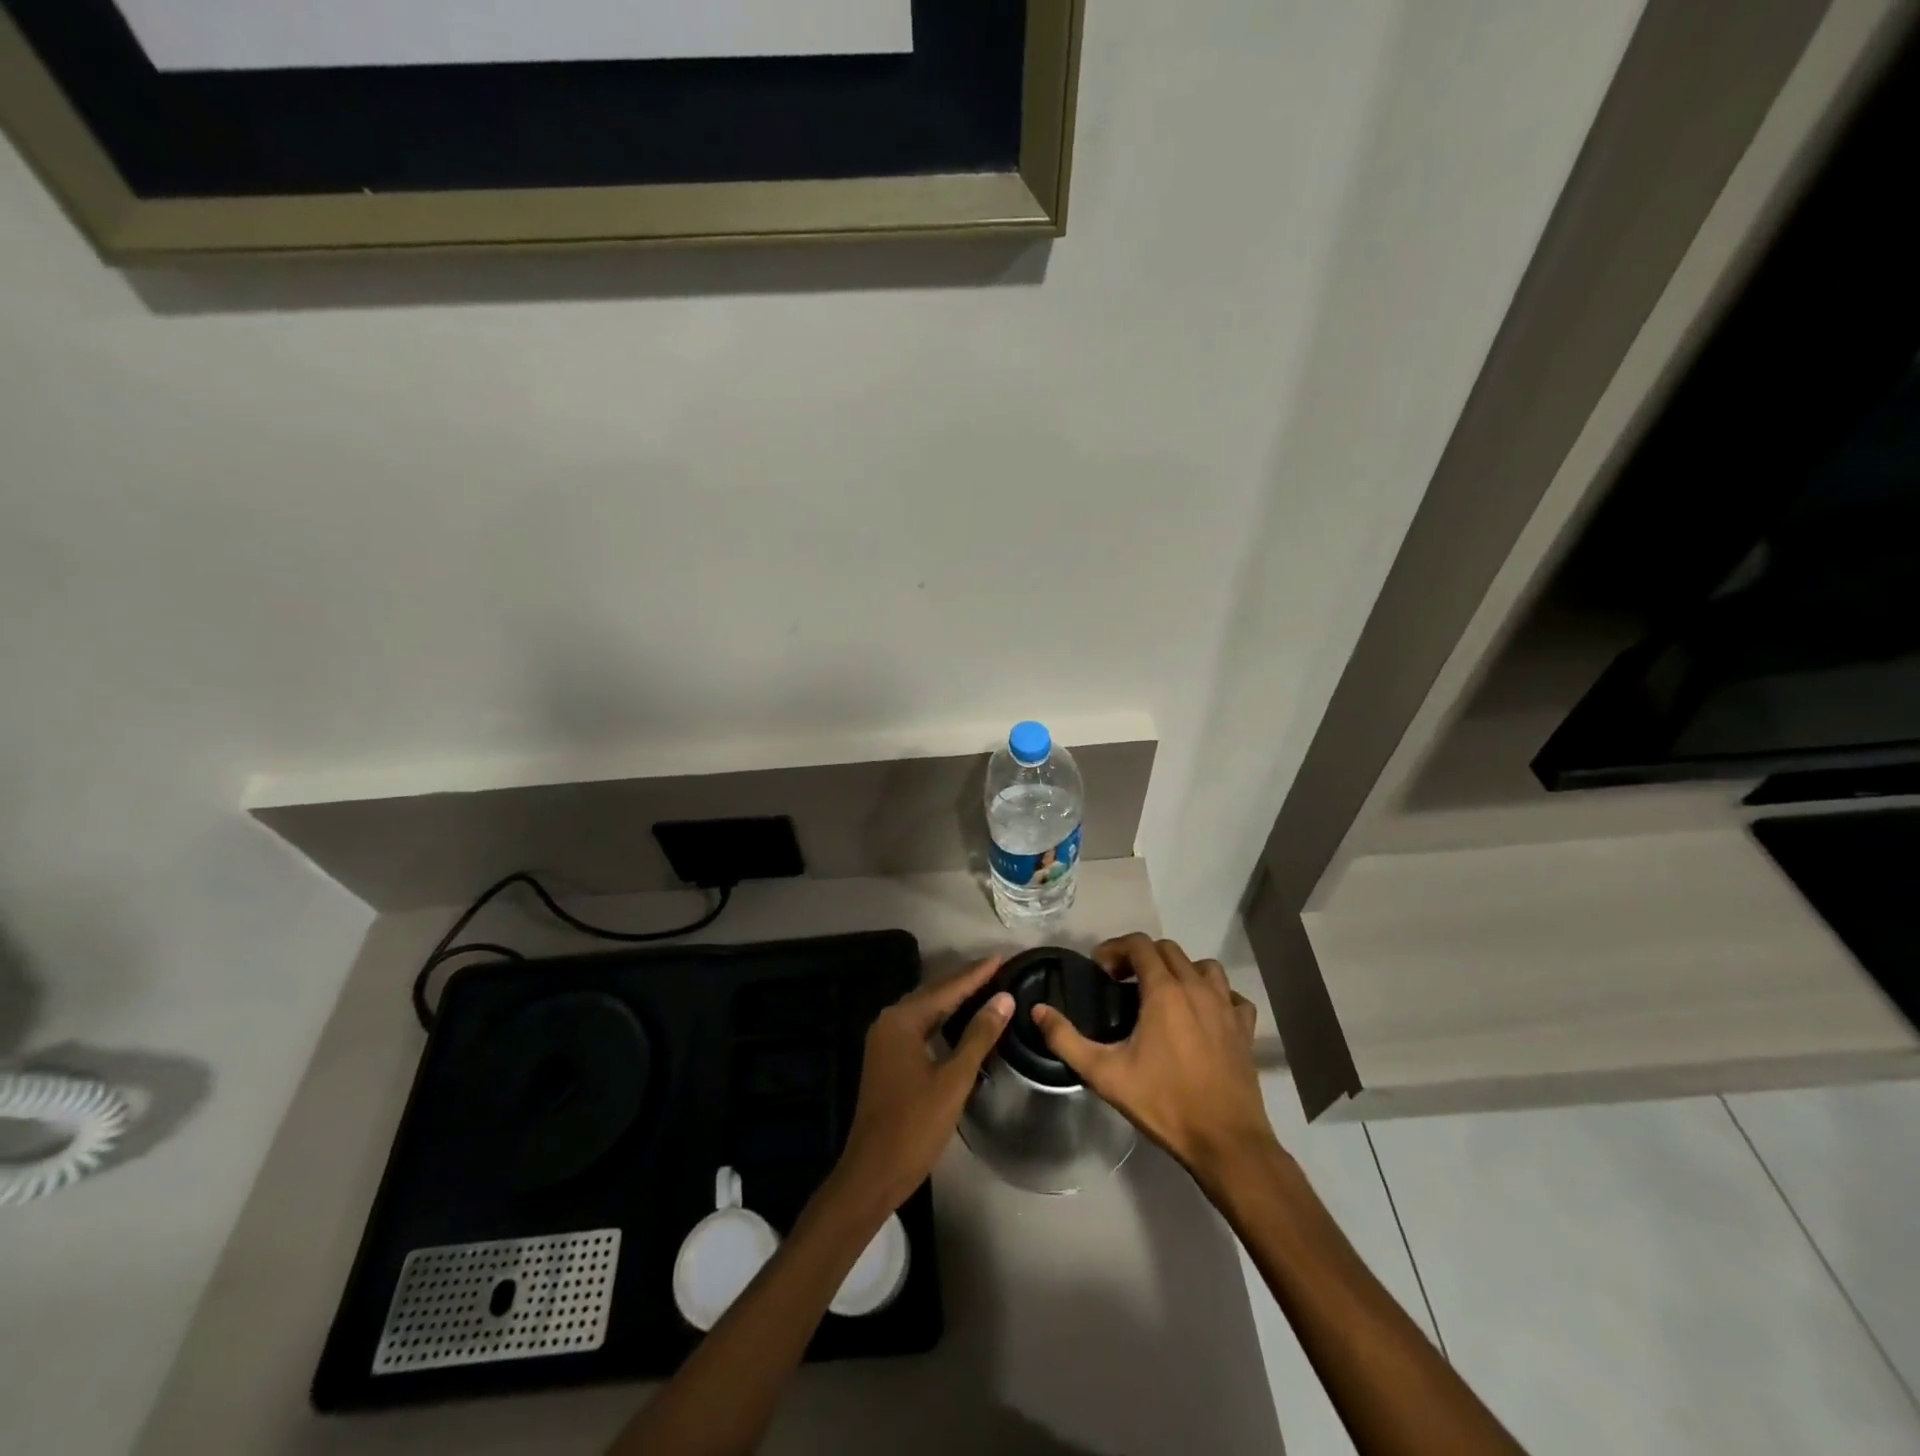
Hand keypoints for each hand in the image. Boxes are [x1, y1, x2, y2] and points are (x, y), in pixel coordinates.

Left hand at [828, 956, 1012, 1220]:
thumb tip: (1004, 999)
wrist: (874, 1172)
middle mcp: (889, 1022)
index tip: (1001, 958)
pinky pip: (920, 1027)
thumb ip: (979, 1035)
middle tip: (997, 970)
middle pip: (933, 994)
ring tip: (986, 988)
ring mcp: (885, 1041)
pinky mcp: (888, 1059)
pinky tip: (961, 1022)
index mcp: (902, 1020)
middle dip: (965, 982)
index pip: (946, 988)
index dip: (976, 974)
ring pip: (926, 1011)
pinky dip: (942, 1020)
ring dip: (954, 1000)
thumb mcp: (954, 1079)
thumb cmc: (915, 1125)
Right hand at [1031, 934, 1273, 1185]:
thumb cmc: (1164, 1103)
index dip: (1116, 949)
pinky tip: (1203, 1015)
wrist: (1225, 1142)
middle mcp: (1197, 988)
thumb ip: (1066, 1039)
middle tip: (1122, 983)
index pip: (1139, 944)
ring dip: (1180, 970)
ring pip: (1203, 966)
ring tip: (1163, 995)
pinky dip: (1216, 996)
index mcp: (1164, 991)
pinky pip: (1232, 996)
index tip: (1101, 970)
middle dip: (1141, 957)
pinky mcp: (1244, 1028)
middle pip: (1169, 950)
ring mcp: (1226, 1007)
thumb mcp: (1105, 1074)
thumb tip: (1038, 1010)